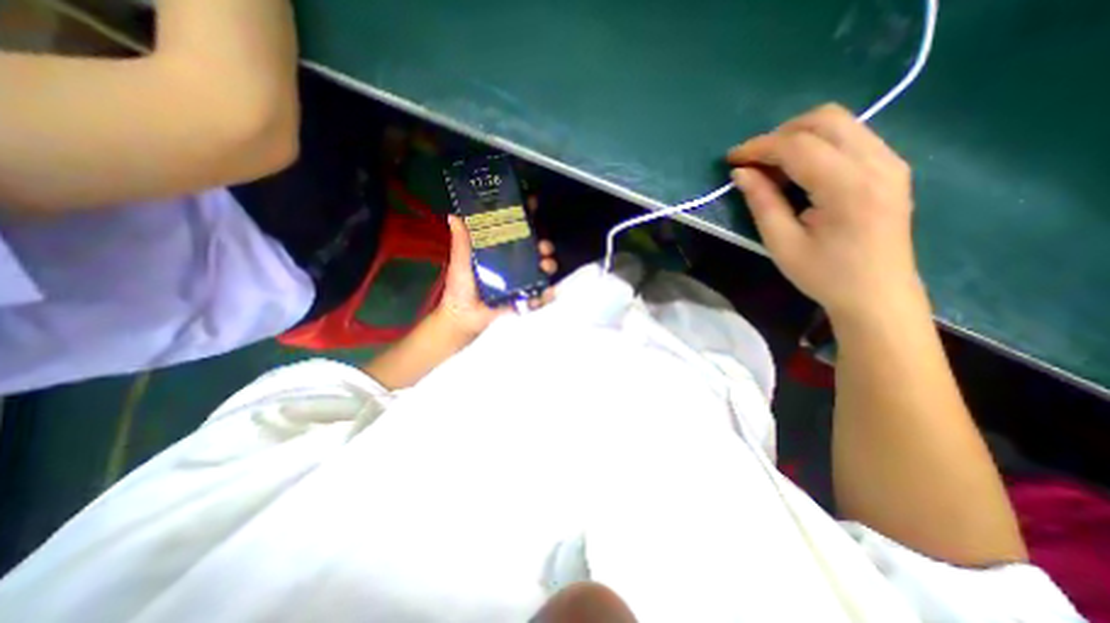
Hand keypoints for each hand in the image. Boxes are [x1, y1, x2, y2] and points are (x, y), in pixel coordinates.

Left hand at [434, 200, 554, 338]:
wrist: (463, 317)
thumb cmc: (460, 288)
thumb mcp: (461, 262)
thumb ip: (461, 243)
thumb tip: (453, 216)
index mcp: (499, 252)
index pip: (515, 232)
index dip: (526, 219)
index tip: (534, 206)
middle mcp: (513, 264)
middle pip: (535, 250)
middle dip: (544, 246)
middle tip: (543, 247)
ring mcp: (520, 281)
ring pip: (541, 270)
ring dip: (549, 266)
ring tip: (546, 267)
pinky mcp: (523, 299)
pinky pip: (539, 295)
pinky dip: (546, 295)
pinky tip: (547, 292)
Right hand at [730, 103, 920, 321]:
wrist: (878, 295)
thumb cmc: (824, 275)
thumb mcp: (782, 243)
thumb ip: (762, 202)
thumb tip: (741, 173)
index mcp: (848, 186)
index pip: (798, 145)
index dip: (759, 147)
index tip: (731, 159)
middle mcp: (877, 162)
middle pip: (824, 119)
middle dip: (779, 134)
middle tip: (753, 163)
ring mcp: (890, 161)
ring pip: (840, 122)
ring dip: (798, 137)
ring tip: (772, 169)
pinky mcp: (891, 167)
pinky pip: (851, 137)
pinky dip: (818, 145)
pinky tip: (800, 171)